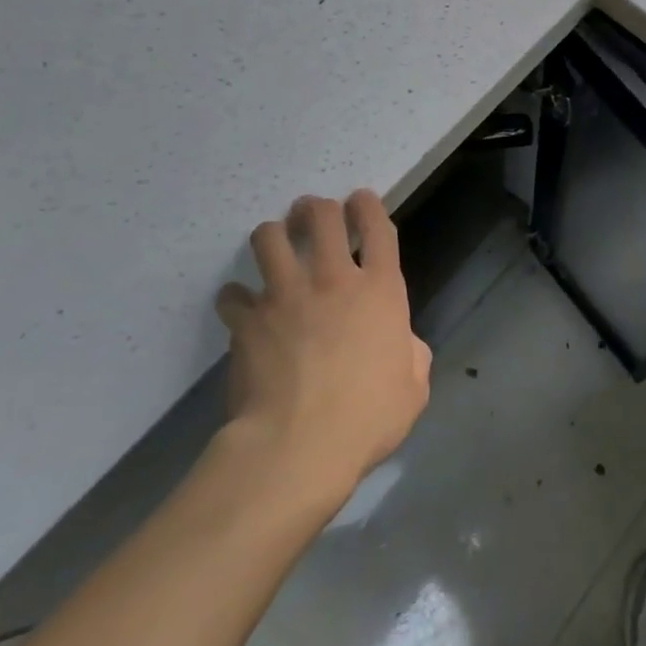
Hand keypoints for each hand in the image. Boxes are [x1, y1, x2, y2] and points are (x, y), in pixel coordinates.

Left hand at [215, 191, 429, 505]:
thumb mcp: (414, 387)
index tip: (360, 199)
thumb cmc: (367, 417)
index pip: (378, 227)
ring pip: (269, 238)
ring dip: (272, 235)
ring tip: (274, 243)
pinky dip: (236, 298)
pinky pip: (232, 295)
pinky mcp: (246, 321)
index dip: (369, 206)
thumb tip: (400, 343)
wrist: (298, 446)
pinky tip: (240, 308)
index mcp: (380, 291)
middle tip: (311, 213)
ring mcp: (285, 296)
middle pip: (321, 216)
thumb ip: (410, 354)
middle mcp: (333, 280)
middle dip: (316, 208)